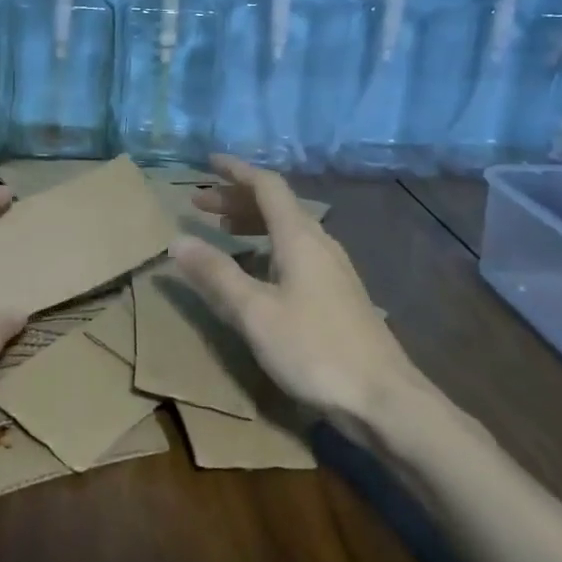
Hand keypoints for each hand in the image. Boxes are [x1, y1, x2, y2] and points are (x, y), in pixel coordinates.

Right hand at [169, 156, 440, 433]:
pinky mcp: (337, 293)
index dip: (236, 171)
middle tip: (199, 203)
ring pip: (287, 229)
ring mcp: (332, 269)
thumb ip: (215, 273)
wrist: (384, 398)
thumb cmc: (315, 349)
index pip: (266, 186)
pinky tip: (255, 270)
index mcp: (300, 237)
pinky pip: (295, 251)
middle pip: (276, 205)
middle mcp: (319, 243)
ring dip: (252, 222)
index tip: (208, 162)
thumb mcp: (254, 312)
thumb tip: (177, 239)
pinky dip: (267, 246)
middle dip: (236, 198)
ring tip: (222, 230)